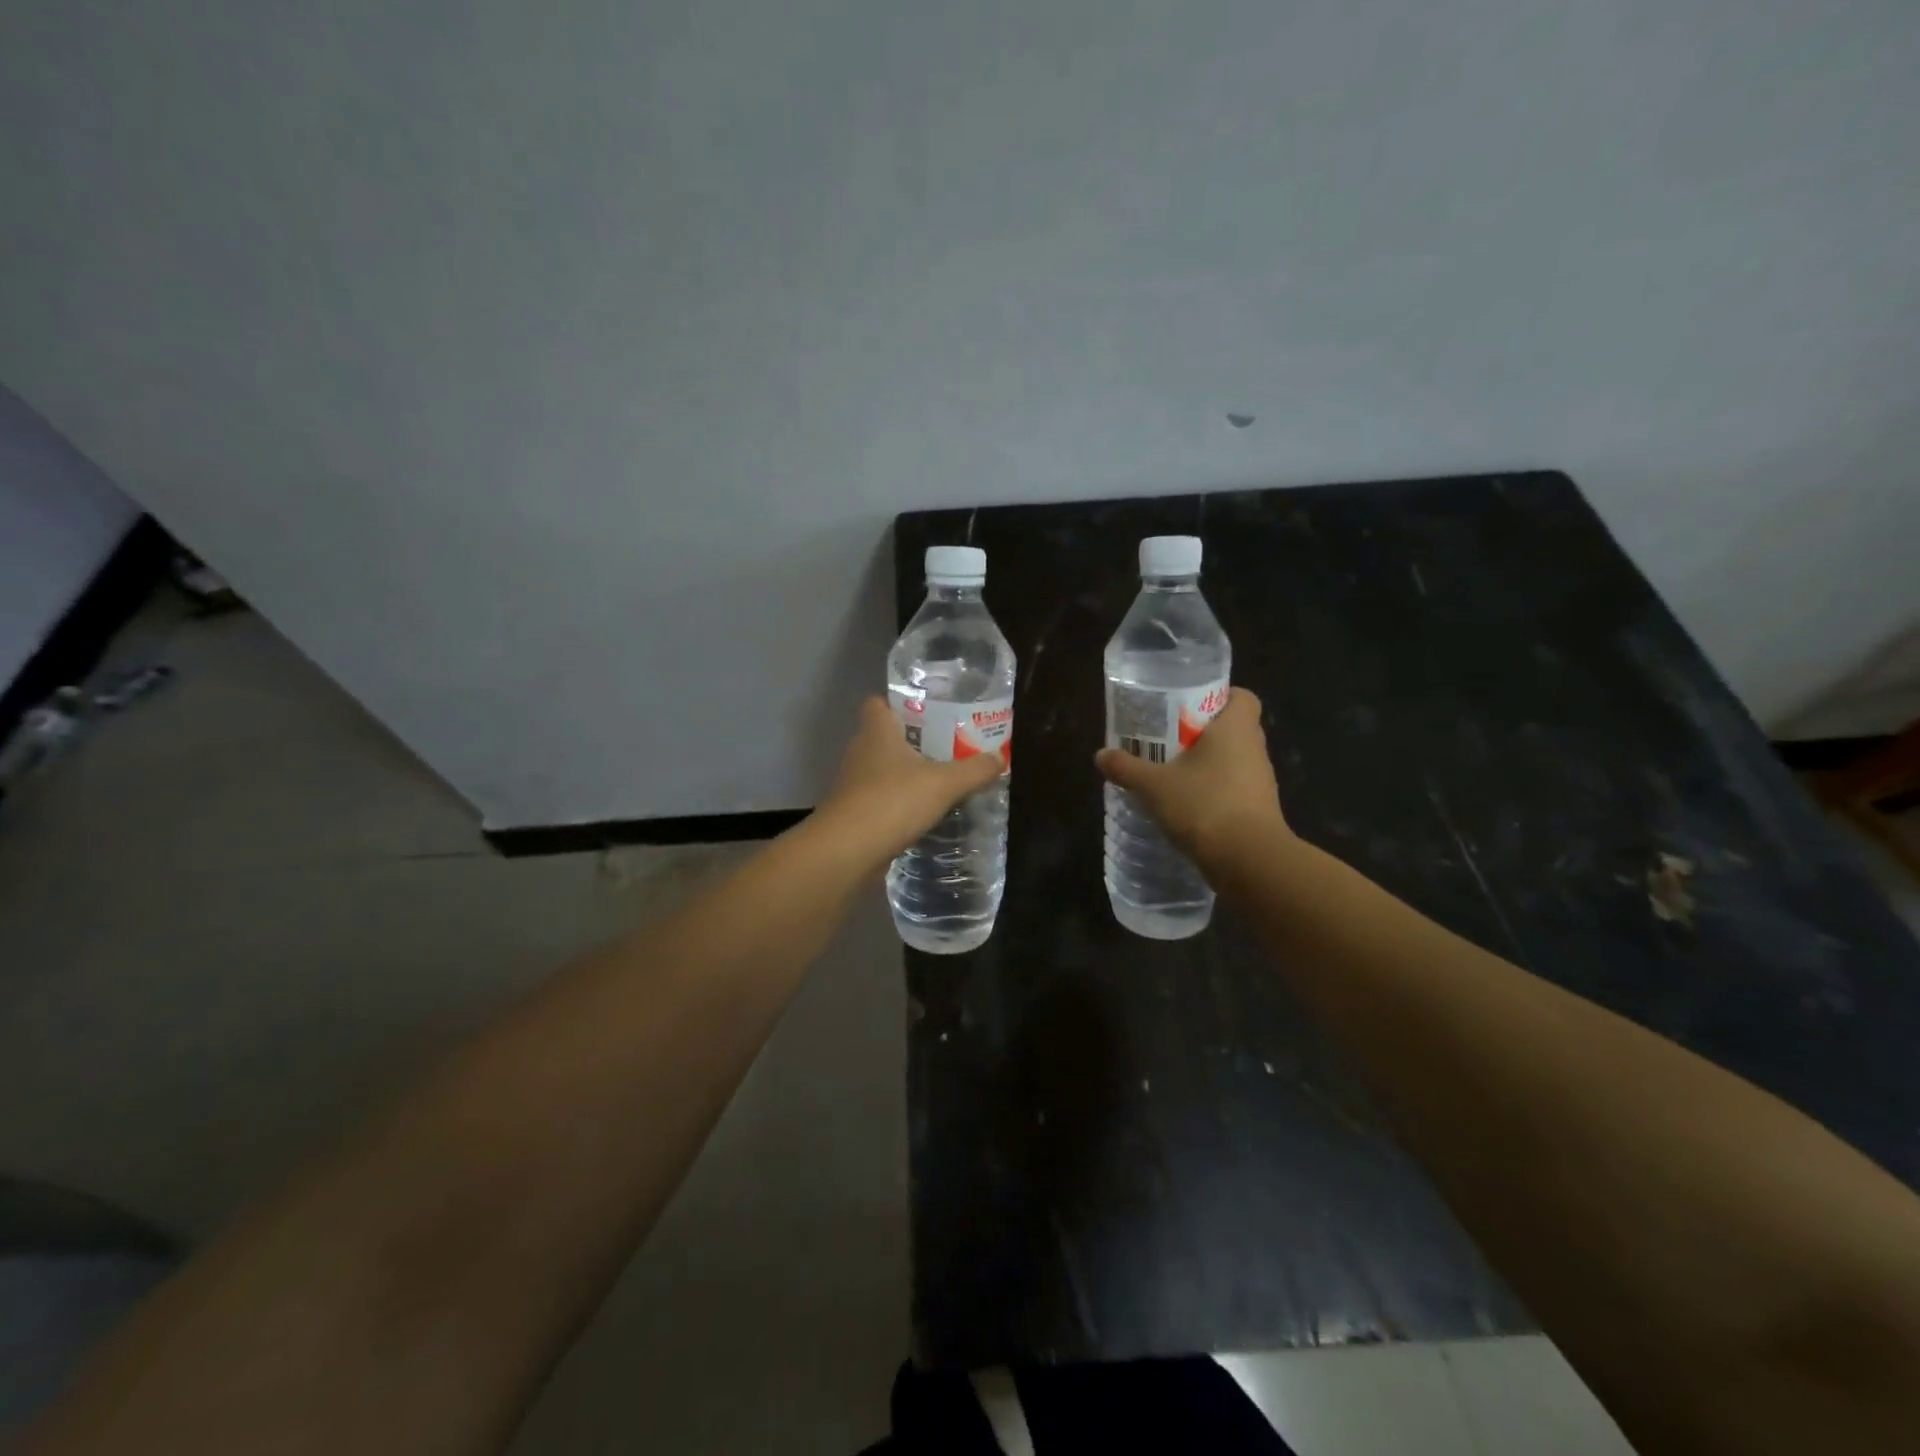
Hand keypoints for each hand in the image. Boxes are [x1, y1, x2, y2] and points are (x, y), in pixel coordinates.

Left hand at [817, 697, 1006, 871]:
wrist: (847, 851)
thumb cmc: (892, 802)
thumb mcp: (944, 784)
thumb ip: (974, 770)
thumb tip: (1000, 757)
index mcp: (877, 732)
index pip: (878, 703)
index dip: (900, 703)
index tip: (929, 711)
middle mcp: (861, 751)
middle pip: (884, 736)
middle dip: (913, 739)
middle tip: (947, 744)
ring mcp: (854, 783)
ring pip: (882, 768)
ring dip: (906, 773)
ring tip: (940, 778)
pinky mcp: (854, 812)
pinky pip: (880, 797)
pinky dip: (899, 801)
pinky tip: (923, 811)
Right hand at [1094, 688, 1291, 879]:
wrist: (1248, 860)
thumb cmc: (1204, 805)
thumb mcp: (1154, 785)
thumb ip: (1127, 768)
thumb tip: (1100, 756)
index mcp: (1236, 728)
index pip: (1240, 696)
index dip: (1218, 697)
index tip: (1188, 707)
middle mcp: (1255, 749)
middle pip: (1232, 729)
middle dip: (1201, 733)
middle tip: (1168, 740)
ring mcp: (1260, 782)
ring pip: (1233, 761)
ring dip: (1207, 766)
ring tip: (1171, 774)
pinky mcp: (1258, 810)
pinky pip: (1234, 790)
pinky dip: (1213, 793)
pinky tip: (1185, 806)